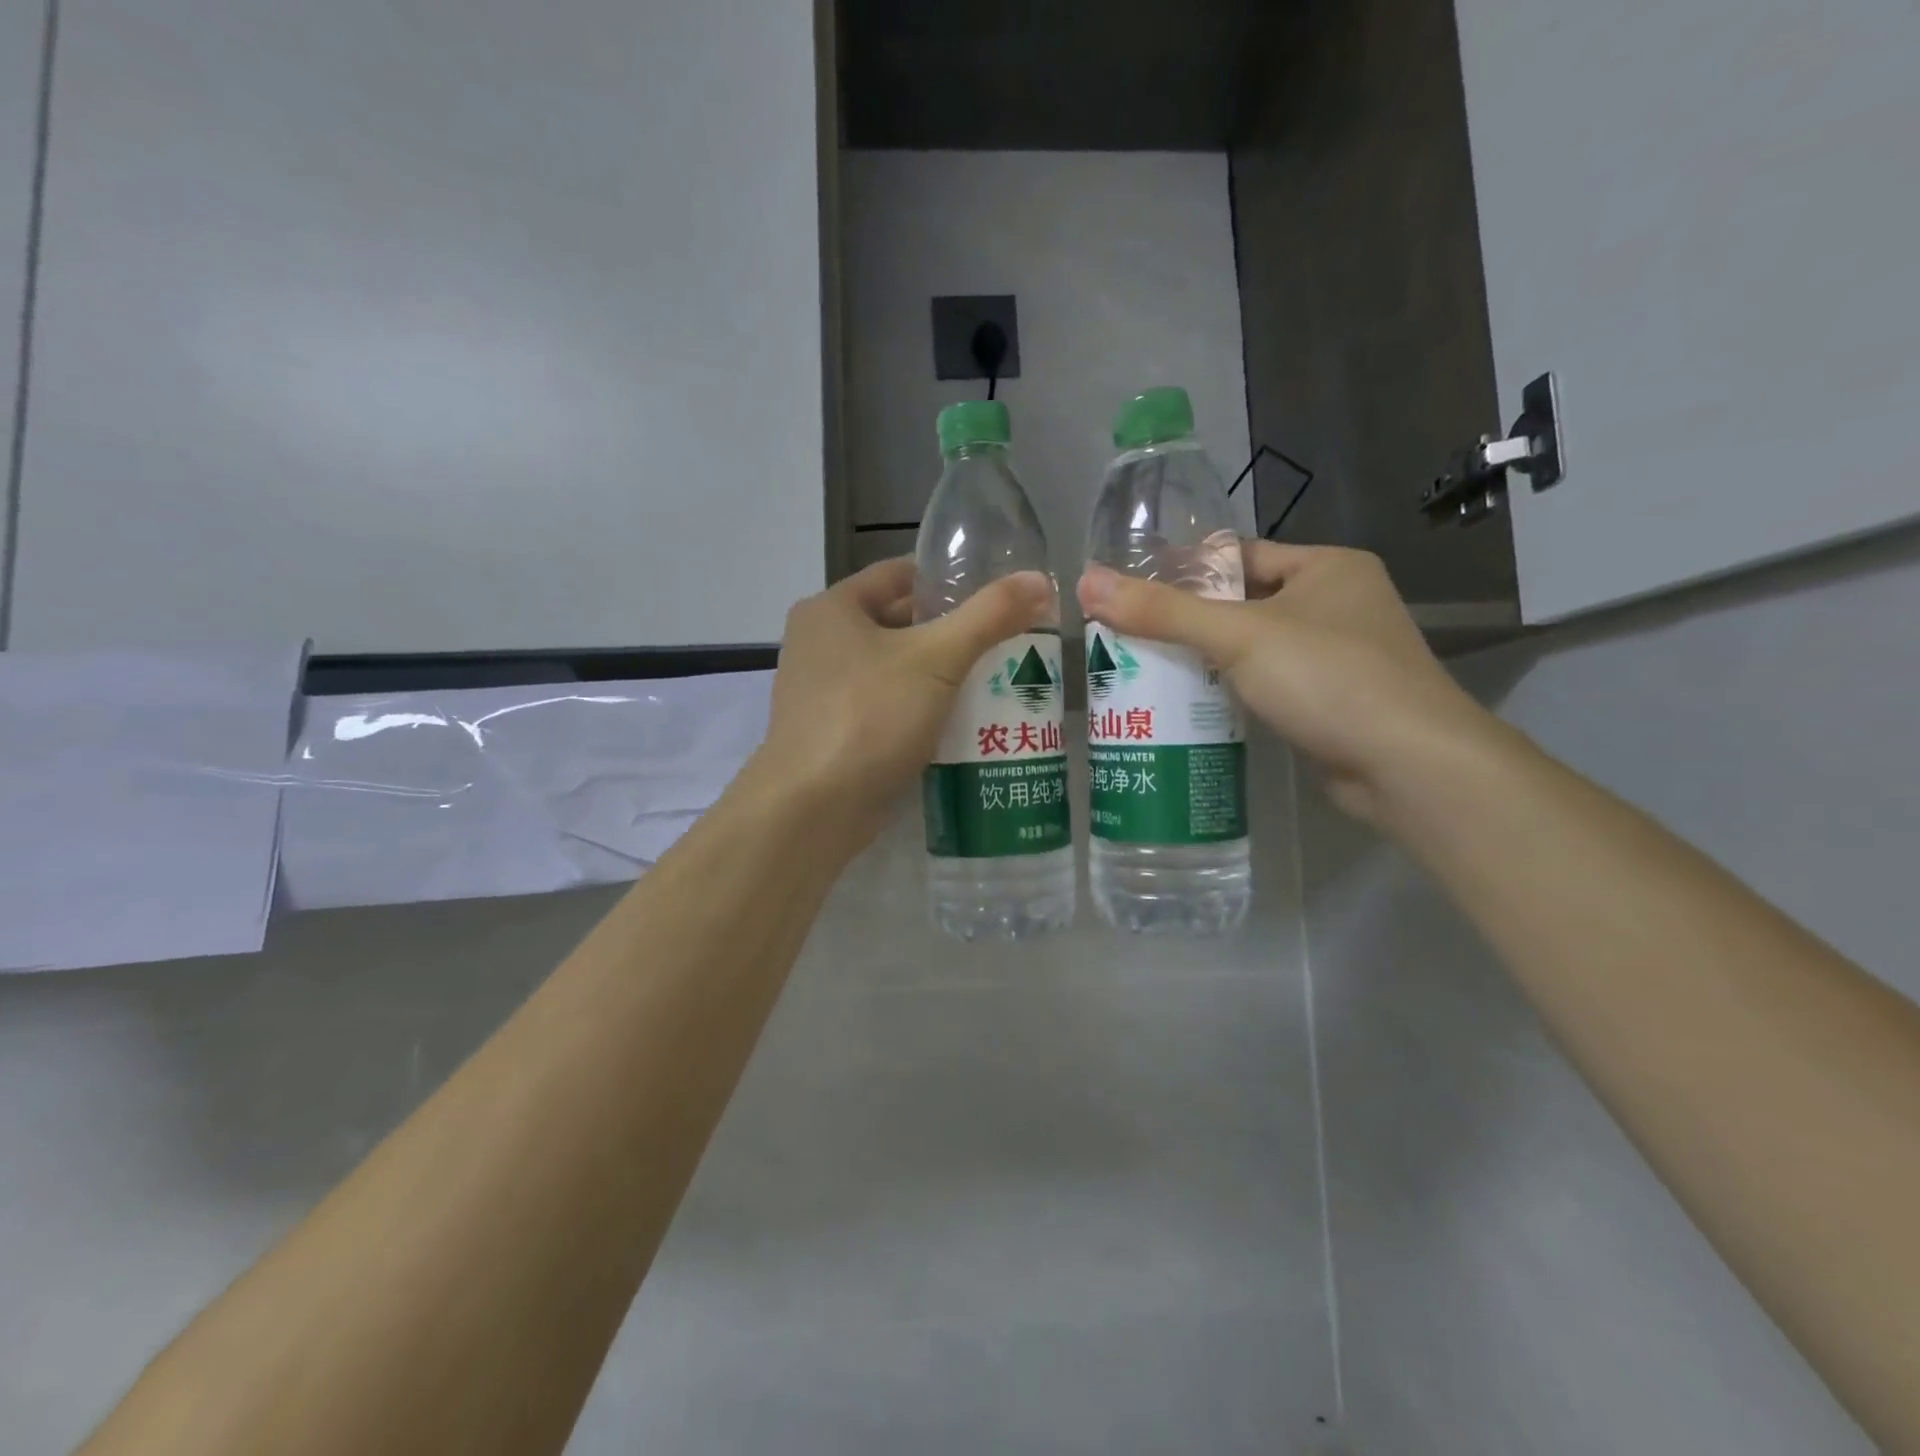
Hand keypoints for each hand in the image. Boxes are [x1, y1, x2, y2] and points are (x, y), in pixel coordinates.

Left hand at [746, 557, 1051, 847]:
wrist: (813, 810)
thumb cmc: (869, 717)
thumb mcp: (936, 658)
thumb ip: (989, 616)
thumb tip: (1041, 580)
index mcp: (831, 609)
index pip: (899, 575)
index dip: (949, 580)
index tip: (996, 595)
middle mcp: (820, 644)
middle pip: (899, 622)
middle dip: (952, 632)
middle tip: (1008, 640)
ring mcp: (824, 693)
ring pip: (896, 670)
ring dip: (940, 675)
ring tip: (997, 678)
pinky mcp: (836, 734)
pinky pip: (888, 707)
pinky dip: (922, 709)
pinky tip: (964, 722)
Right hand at [1077, 542, 1499, 822]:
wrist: (1408, 765)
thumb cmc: (1328, 678)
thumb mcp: (1238, 636)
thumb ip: (1162, 611)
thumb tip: (1087, 582)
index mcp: (1327, 567)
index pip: (1240, 557)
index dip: (1186, 573)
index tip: (1136, 595)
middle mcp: (1339, 603)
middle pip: (1244, 604)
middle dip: (1191, 623)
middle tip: (1131, 639)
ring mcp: (1342, 655)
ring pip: (1256, 649)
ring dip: (1210, 661)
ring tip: (1148, 674)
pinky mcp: (1335, 702)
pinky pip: (1270, 684)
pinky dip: (1235, 692)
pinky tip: (1194, 708)